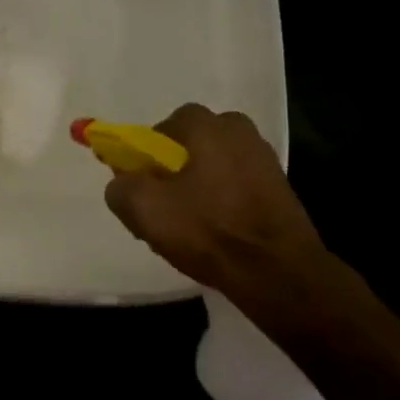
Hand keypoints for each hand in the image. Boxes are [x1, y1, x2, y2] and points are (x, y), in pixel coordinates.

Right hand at [102, 105, 370, 328]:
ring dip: (195, 189)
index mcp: (208, 126)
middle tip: (159, 205)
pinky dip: (220, 204)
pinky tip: (213, 234)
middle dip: (169, 170)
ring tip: (185, 226)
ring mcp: (264, 160)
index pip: (161, 128)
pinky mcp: (280, 190)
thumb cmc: (208, 229)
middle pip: (188, 146)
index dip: (142, 154)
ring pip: (211, 168)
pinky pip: (234, 187)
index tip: (136, 183)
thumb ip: (120, 187)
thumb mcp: (144, 209)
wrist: (279, 273)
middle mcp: (239, 132)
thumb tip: (123, 183)